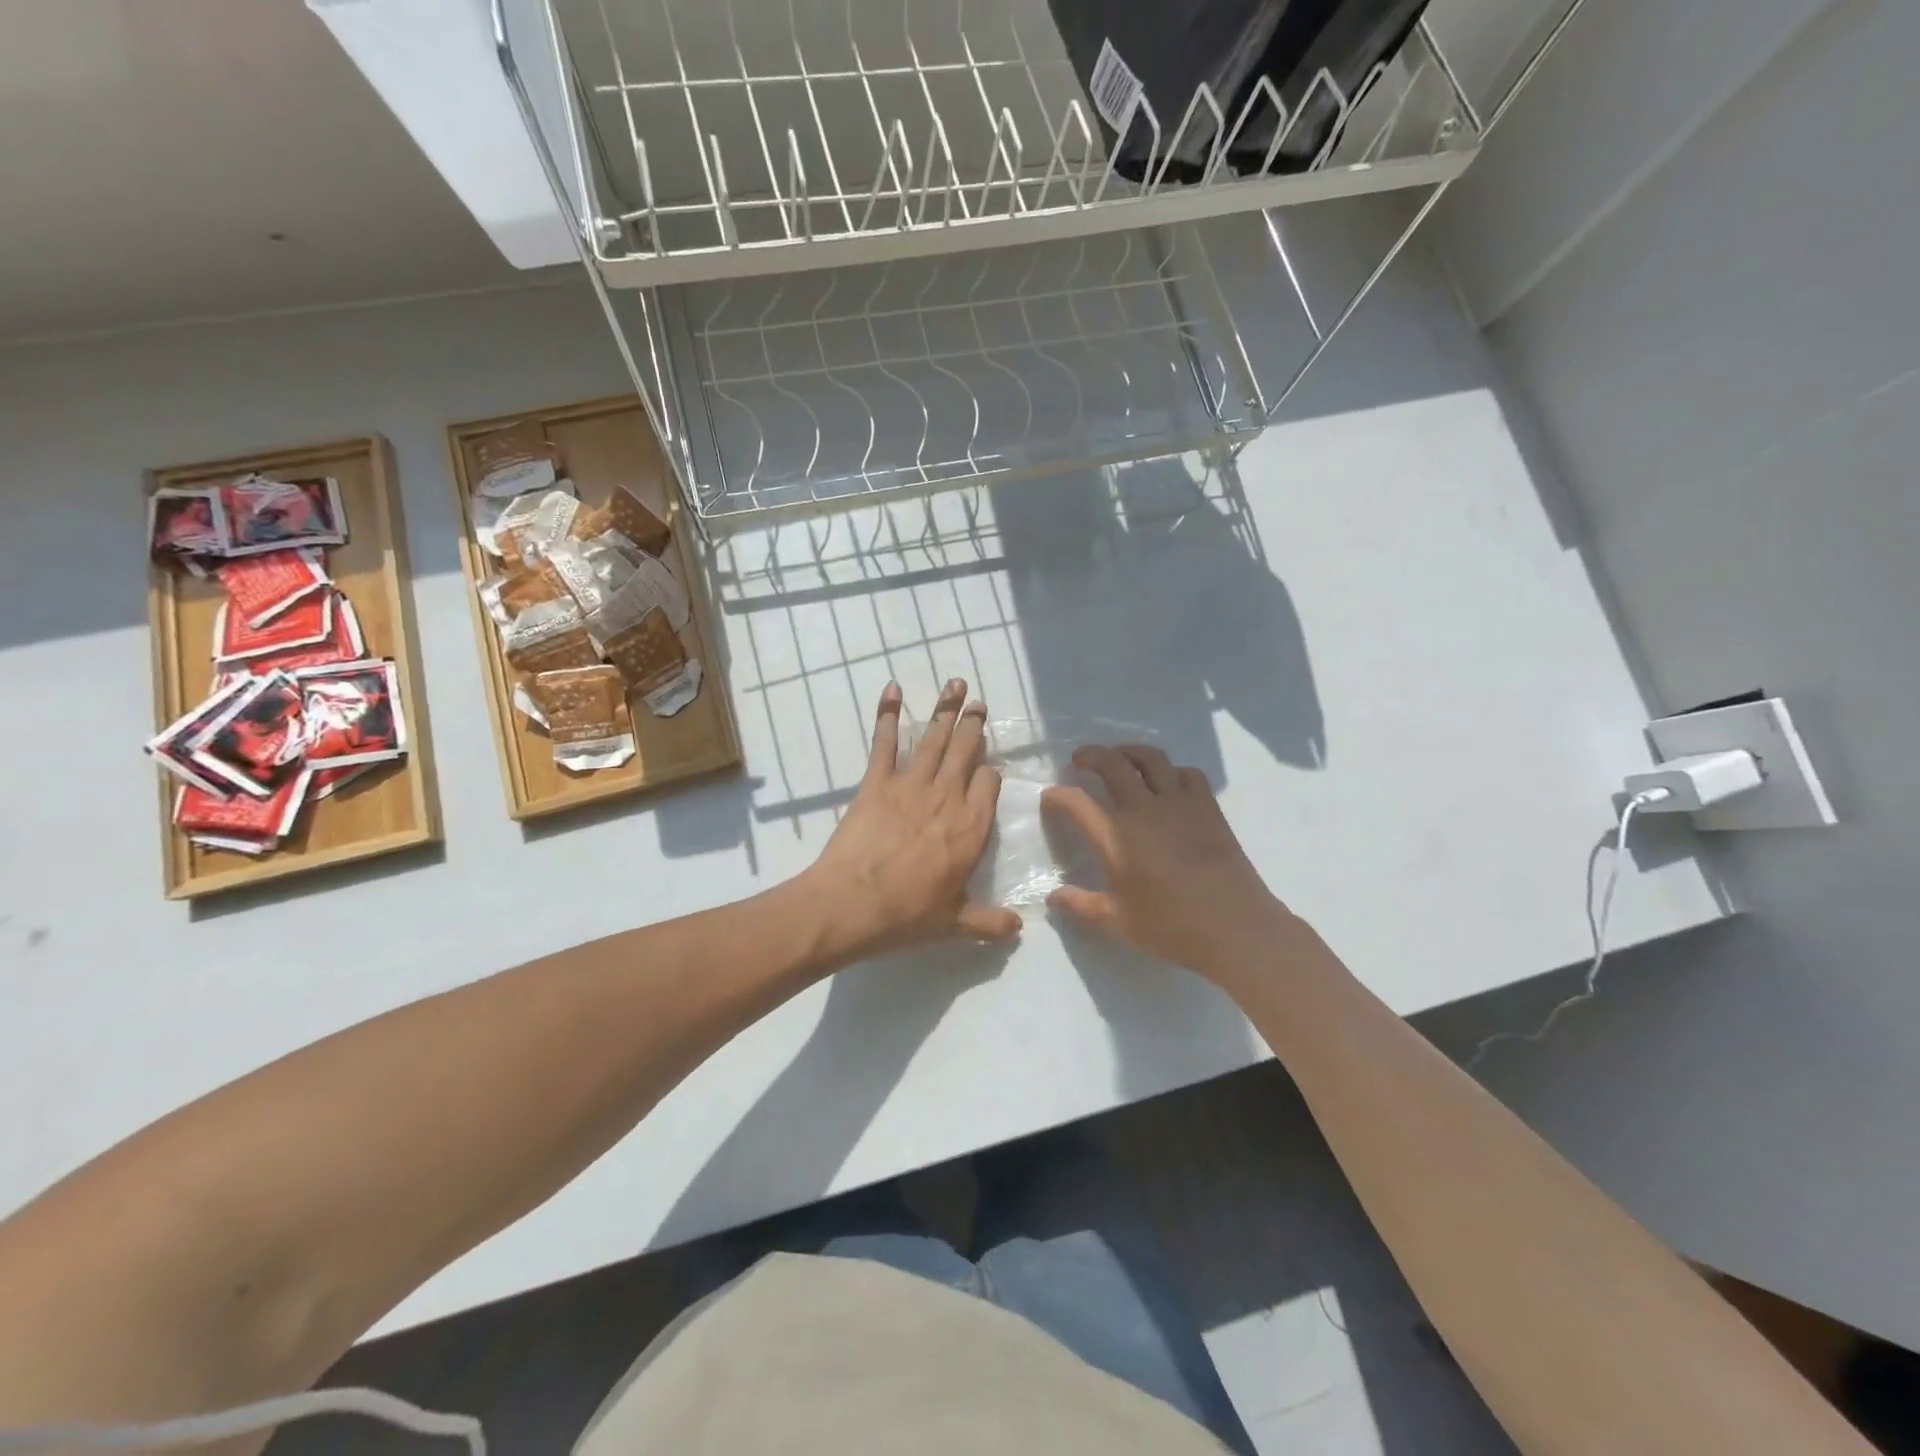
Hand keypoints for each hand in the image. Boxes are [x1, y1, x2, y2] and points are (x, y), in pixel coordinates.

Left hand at [806, 679, 1020, 959]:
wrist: (850, 904)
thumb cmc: (906, 916)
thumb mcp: (954, 925)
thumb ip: (988, 922)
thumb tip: (1019, 927)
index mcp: (971, 828)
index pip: (989, 784)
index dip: (990, 773)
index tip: (988, 769)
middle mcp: (947, 798)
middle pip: (966, 751)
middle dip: (974, 724)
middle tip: (979, 701)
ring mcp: (910, 785)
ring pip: (935, 739)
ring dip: (946, 709)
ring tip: (955, 684)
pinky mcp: (876, 782)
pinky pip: (885, 742)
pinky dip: (888, 714)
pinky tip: (893, 689)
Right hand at [1042, 745, 1294, 981]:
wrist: (1235, 927)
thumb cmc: (1171, 927)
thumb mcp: (1117, 923)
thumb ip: (1080, 905)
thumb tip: (1052, 896)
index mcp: (1116, 836)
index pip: (1076, 802)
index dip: (1057, 796)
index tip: (1050, 799)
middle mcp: (1144, 809)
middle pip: (1112, 764)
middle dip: (1090, 755)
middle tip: (1079, 760)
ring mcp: (1179, 803)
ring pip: (1150, 758)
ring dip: (1129, 751)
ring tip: (1119, 757)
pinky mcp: (1207, 807)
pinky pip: (1187, 773)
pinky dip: (1171, 770)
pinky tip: (1167, 783)